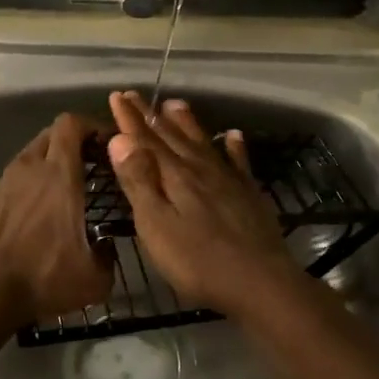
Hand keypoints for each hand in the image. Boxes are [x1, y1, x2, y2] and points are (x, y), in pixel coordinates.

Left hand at [0, 112, 113, 350]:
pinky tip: (41, 212)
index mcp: (59, 174)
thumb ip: (109, 255)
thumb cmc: (43, 277)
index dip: (92, 126)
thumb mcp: (94, 278)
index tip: (110, 144)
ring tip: (69, 189)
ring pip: (32, 155)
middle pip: (52, 133)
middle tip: (94, 164)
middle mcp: (30, 168)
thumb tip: (107, 247)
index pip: (71, 124)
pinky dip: (32, 183)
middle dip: (75, 141)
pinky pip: (17, 178)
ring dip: (51, 162)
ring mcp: (5, 182)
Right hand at [104, 91, 301, 316]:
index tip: (117, 96)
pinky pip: (239, 161)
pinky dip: (234, 146)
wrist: (260, 282)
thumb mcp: (156, 225)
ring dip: (186, 123)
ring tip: (175, 104)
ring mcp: (228, 180)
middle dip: (150, 116)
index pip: (146, 140)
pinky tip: (233, 135)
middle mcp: (201, 169)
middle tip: (135, 95)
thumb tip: (120, 139)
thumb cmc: (198, 261)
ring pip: (202, 142)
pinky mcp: (249, 194)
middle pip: (171, 136)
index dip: (130, 119)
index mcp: (174, 176)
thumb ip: (139, 181)